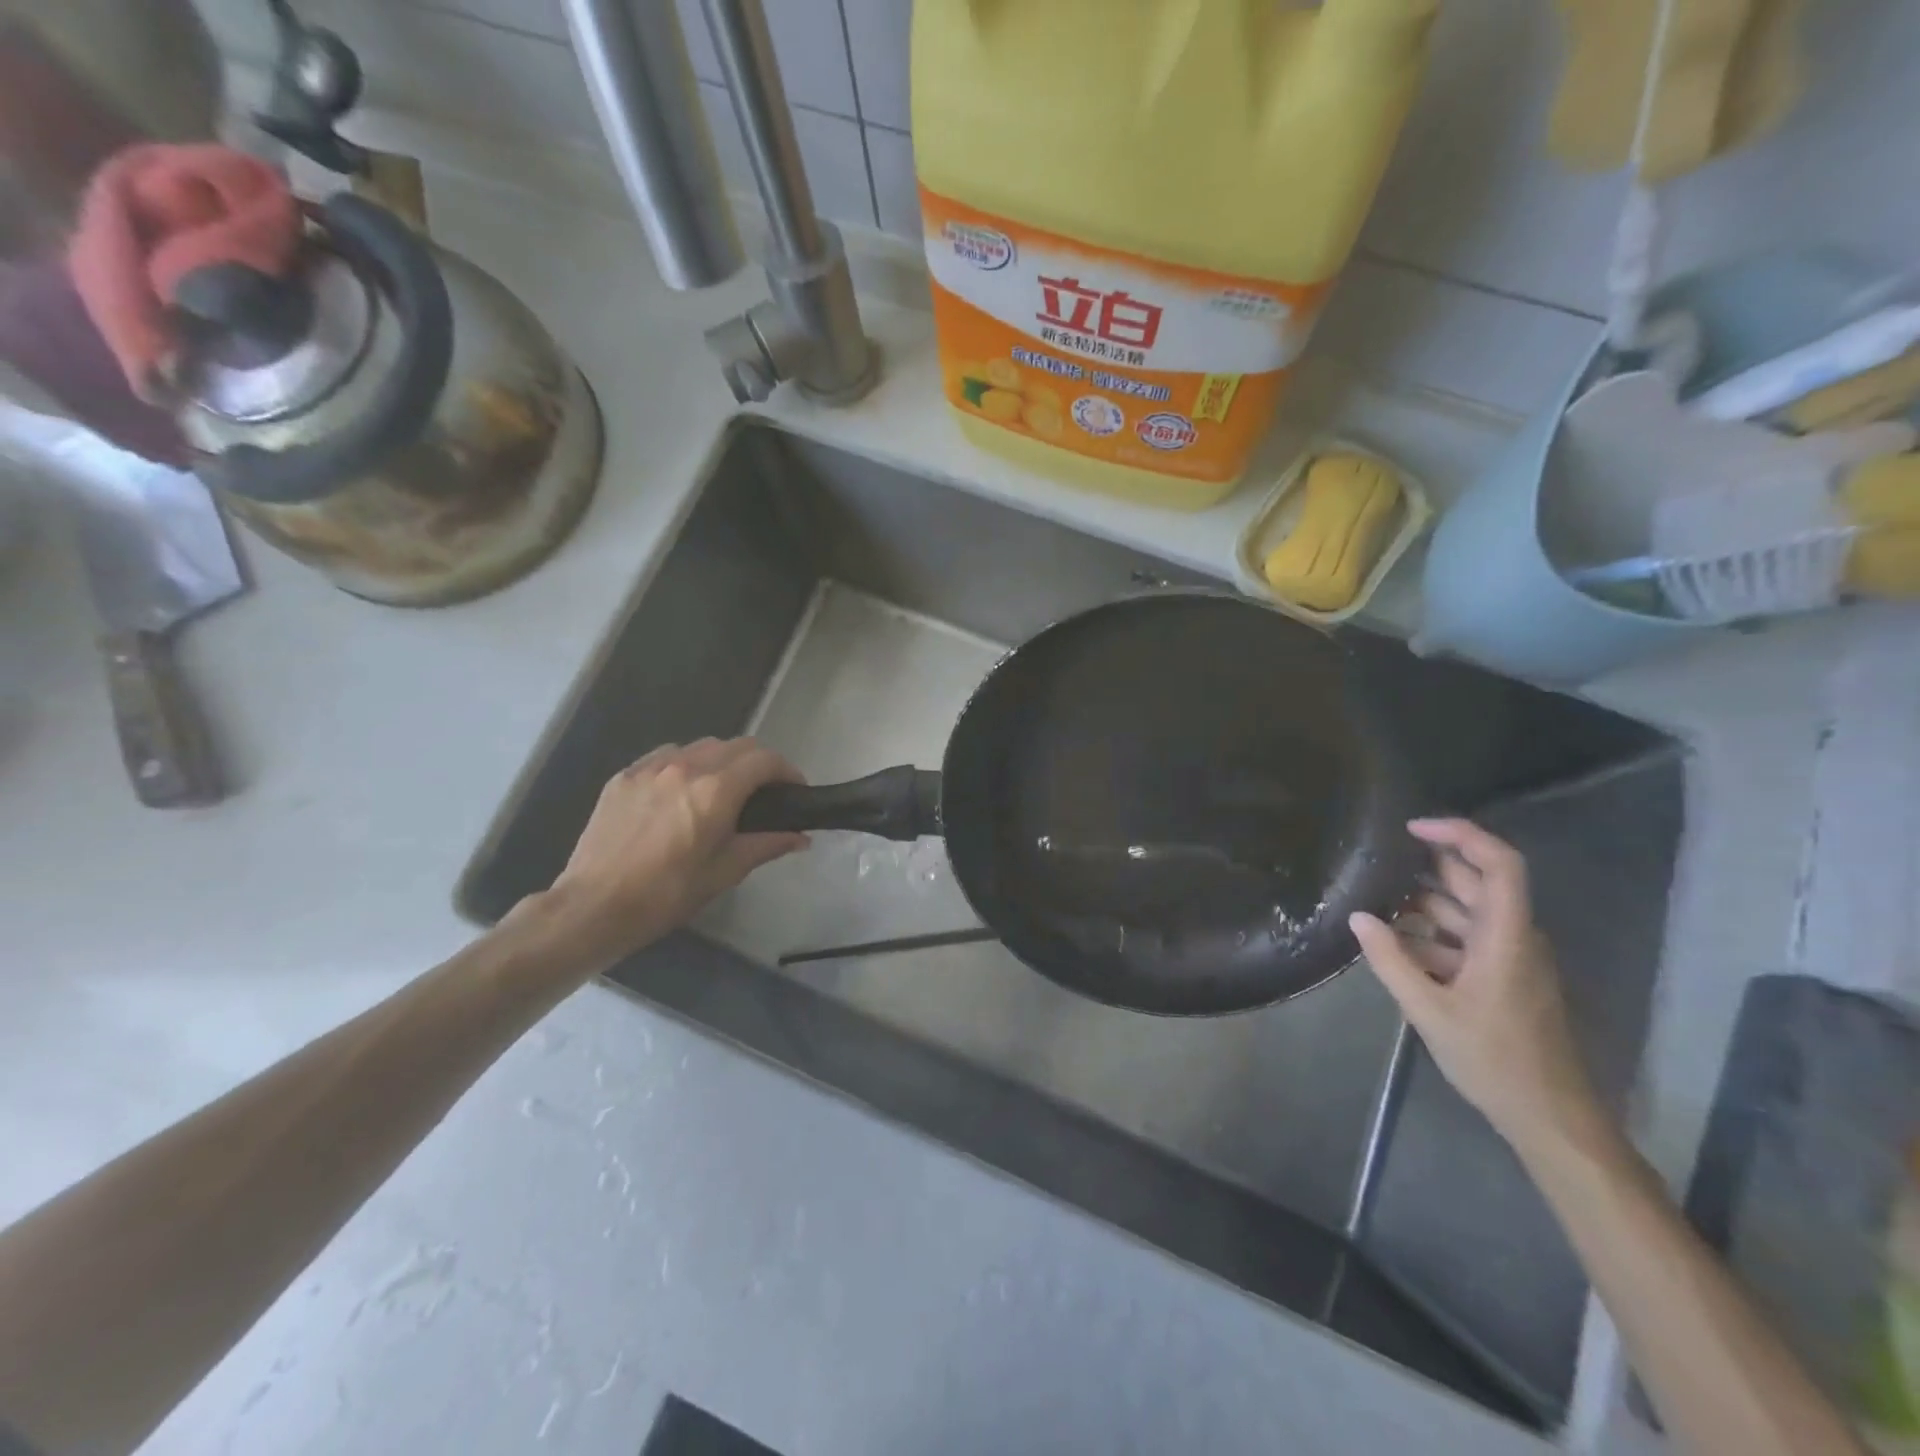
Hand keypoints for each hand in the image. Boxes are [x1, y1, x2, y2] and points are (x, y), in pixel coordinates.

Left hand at [518, 738, 807, 979]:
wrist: (593, 907)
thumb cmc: (666, 895)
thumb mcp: (724, 873)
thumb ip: (766, 845)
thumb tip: (801, 837)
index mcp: (715, 791)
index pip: (764, 760)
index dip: (787, 771)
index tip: (795, 790)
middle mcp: (685, 767)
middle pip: (736, 745)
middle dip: (759, 763)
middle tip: (765, 792)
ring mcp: (650, 768)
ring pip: (701, 746)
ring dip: (723, 760)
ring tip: (723, 790)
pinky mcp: (624, 776)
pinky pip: (666, 756)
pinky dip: (686, 765)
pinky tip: (682, 792)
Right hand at [1349, 818, 1604, 1156]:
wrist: (1550, 1116)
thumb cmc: (1494, 1060)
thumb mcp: (1430, 1012)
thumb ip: (1391, 961)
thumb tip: (1358, 917)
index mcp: (1507, 937)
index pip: (1499, 864)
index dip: (1461, 835)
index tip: (1412, 828)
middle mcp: (1513, 937)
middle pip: (1477, 882)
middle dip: (1430, 864)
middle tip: (1378, 858)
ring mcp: (1509, 958)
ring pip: (1466, 912)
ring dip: (1424, 902)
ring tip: (1374, 897)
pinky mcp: (1502, 978)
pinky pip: (1464, 940)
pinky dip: (1430, 934)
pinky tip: (1393, 942)